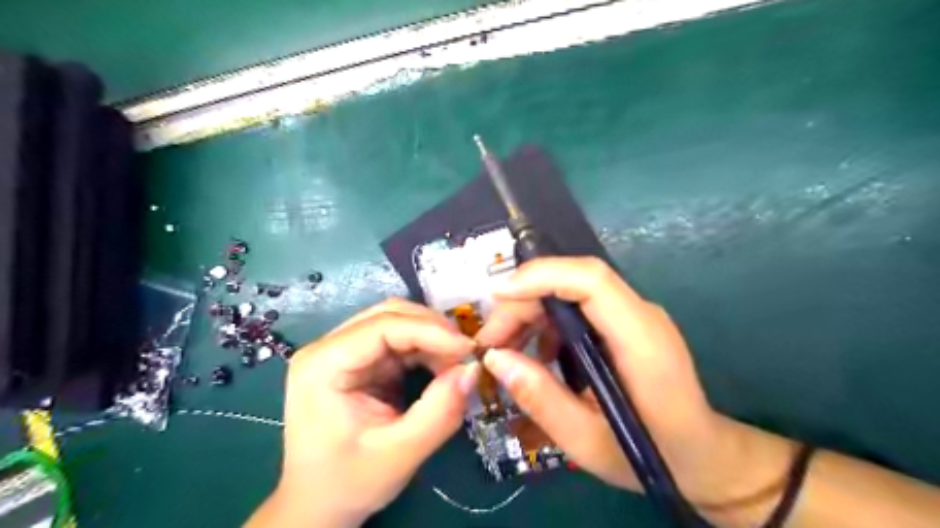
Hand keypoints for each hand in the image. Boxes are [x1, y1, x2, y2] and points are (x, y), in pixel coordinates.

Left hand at [246, 299, 477, 526]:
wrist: (318, 505)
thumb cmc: (348, 483)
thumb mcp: (399, 454)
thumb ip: (439, 412)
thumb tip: (473, 369)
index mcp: (322, 364)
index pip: (382, 326)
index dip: (430, 330)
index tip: (469, 348)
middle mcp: (329, 347)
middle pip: (389, 315)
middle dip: (433, 329)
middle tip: (467, 353)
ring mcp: (343, 351)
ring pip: (397, 323)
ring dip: (432, 338)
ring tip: (457, 363)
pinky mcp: (359, 361)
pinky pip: (399, 341)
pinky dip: (426, 349)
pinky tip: (442, 366)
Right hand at [477, 258, 791, 509]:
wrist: (702, 455)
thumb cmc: (652, 455)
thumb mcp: (588, 442)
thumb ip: (541, 398)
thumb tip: (495, 358)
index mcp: (642, 341)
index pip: (592, 280)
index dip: (541, 277)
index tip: (497, 296)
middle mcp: (641, 315)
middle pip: (572, 282)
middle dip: (523, 302)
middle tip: (490, 341)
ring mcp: (634, 315)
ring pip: (570, 291)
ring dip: (530, 312)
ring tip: (504, 349)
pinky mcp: (624, 323)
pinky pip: (577, 307)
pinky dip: (546, 322)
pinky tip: (534, 354)